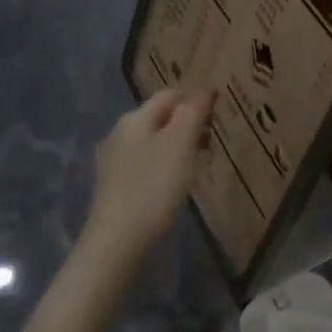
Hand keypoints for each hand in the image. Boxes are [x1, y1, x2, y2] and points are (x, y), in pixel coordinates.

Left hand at [82, 89, 212, 265]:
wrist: (118, 241)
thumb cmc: (154, 186)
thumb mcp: (181, 143)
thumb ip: (193, 112)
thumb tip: (204, 89)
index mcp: (135, 118)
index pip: (170, 94)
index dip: (195, 99)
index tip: (218, 115)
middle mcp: (120, 132)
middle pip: (160, 117)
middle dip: (187, 123)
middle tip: (212, 140)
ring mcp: (114, 160)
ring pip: (153, 140)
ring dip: (177, 145)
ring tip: (198, 162)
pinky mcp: (114, 185)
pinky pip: (145, 163)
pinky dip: (164, 164)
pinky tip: (174, 182)